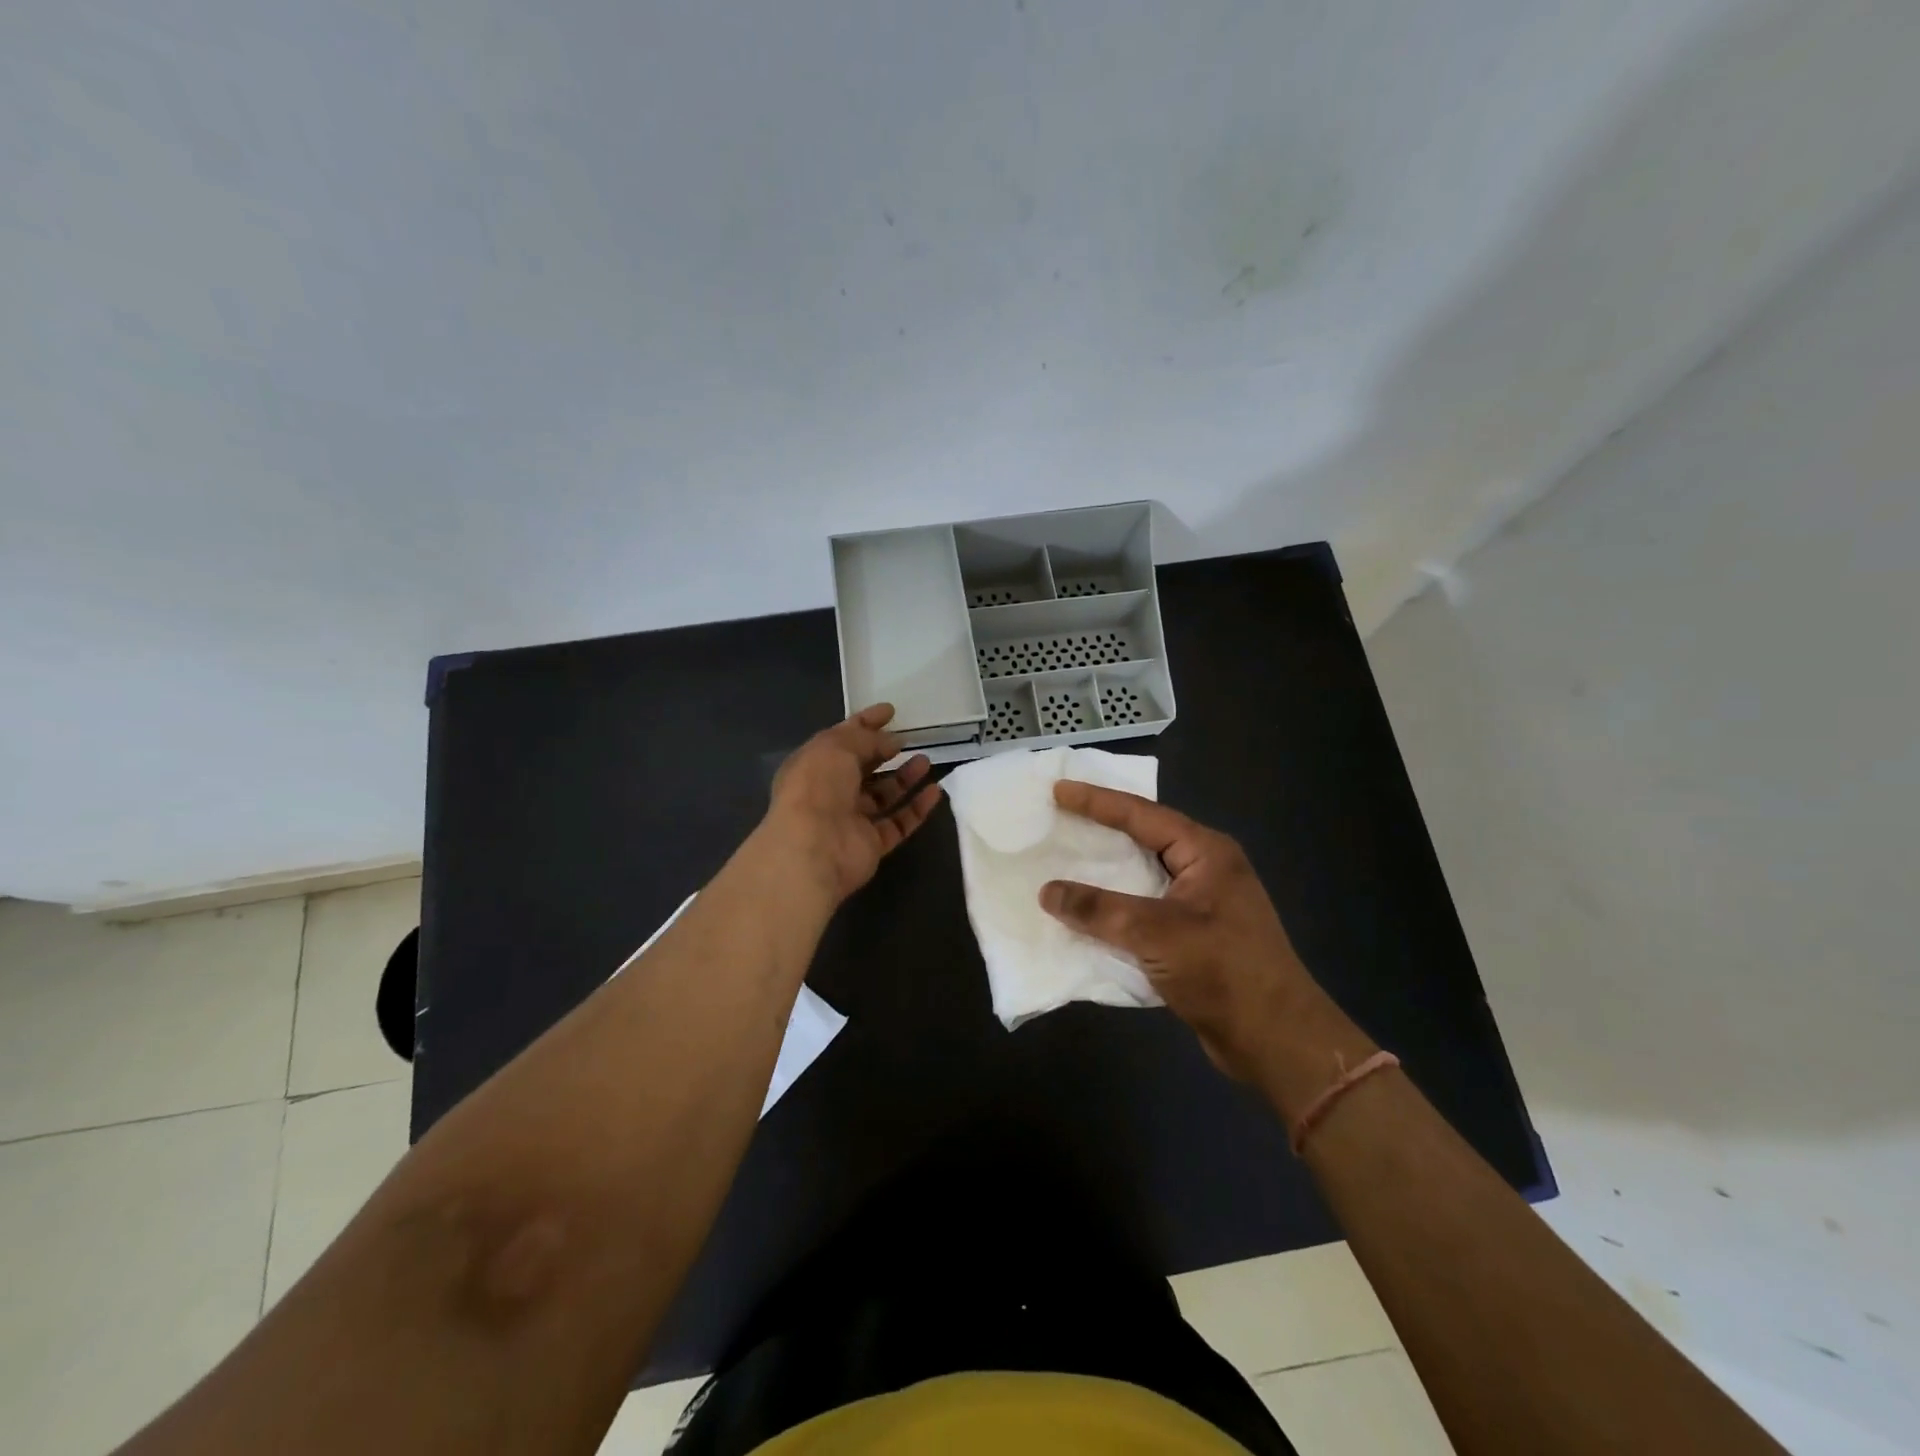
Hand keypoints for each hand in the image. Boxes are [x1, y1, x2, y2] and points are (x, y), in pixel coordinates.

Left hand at [763, 704, 942, 905]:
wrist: (814, 849)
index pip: (841, 738)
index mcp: (813, 765)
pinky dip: (916, 808)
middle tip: (909, 738)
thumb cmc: (818, 788)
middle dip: (884, 751)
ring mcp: (851, 820)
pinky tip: (935, 791)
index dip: (865, 723)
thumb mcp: (837, 748)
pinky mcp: (871, 844)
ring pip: (882, 795)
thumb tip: (892, 741)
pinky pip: (898, 823)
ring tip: (925, 760)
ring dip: (904, 777)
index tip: (890, 711)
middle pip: (861, 767)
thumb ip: (866, 739)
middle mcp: (829, 792)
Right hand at [1038, 781, 1316, 1081]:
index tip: (1058, 790)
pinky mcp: (1193, 935)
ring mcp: (1201, 903)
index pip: (1142, 815)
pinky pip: (1144, 908)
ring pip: (1142, 876)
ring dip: (1105, 872)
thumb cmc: (1223, 972)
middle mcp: (1205, 869)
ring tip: (1062, 859)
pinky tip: (1085, 911)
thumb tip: (1048, 892)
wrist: (1275, 1040)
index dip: (1097, 801)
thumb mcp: (1155, 933)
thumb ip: (1098, 910)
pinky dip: (1114, 907)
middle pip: (1143, 838)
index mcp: (1206, 852)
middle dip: (1100, 829)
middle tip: (1057, 818)